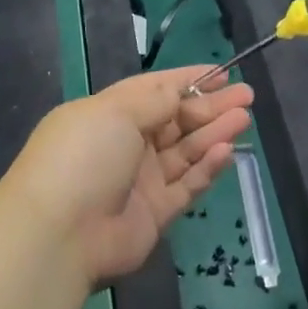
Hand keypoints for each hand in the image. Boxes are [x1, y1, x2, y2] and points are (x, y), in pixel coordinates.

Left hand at [2, 67, 253, 288]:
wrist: (60, 234)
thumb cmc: (84, 157)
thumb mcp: (116, 111)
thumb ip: (156, 100)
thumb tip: (180, 92)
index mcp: (109, 114)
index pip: (155, 91)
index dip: (189, 81)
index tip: (223, 74)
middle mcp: (126, 145)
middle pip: (176, 120)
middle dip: (210, 106)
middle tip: (247, 96)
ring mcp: (141, 180)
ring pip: (186, 151)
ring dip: (214, 133)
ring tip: (244, 118)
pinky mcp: (155, 214)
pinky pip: (187, 185)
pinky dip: (207, 168)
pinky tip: (226, 152)